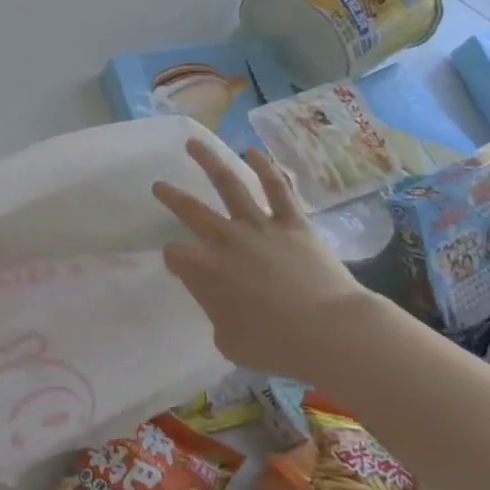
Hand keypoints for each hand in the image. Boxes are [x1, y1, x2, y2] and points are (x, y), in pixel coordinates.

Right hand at [151, 139, 379, 381]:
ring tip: (194, 144)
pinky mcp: (293, 223)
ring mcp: (259, 227)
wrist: (329, 331)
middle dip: (171, 196)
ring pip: (229, 184)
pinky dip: (265, 167)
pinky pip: (278, 189)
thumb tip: (223, 308)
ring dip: (209, 161)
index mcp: (204, 271)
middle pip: (190, 210)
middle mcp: (225, 240)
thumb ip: (218, 318)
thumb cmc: (276, 345)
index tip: (179, 264)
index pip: (175, 255)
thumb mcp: (230, 343)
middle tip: (159, 185)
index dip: (174, 259)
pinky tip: (253, 151)